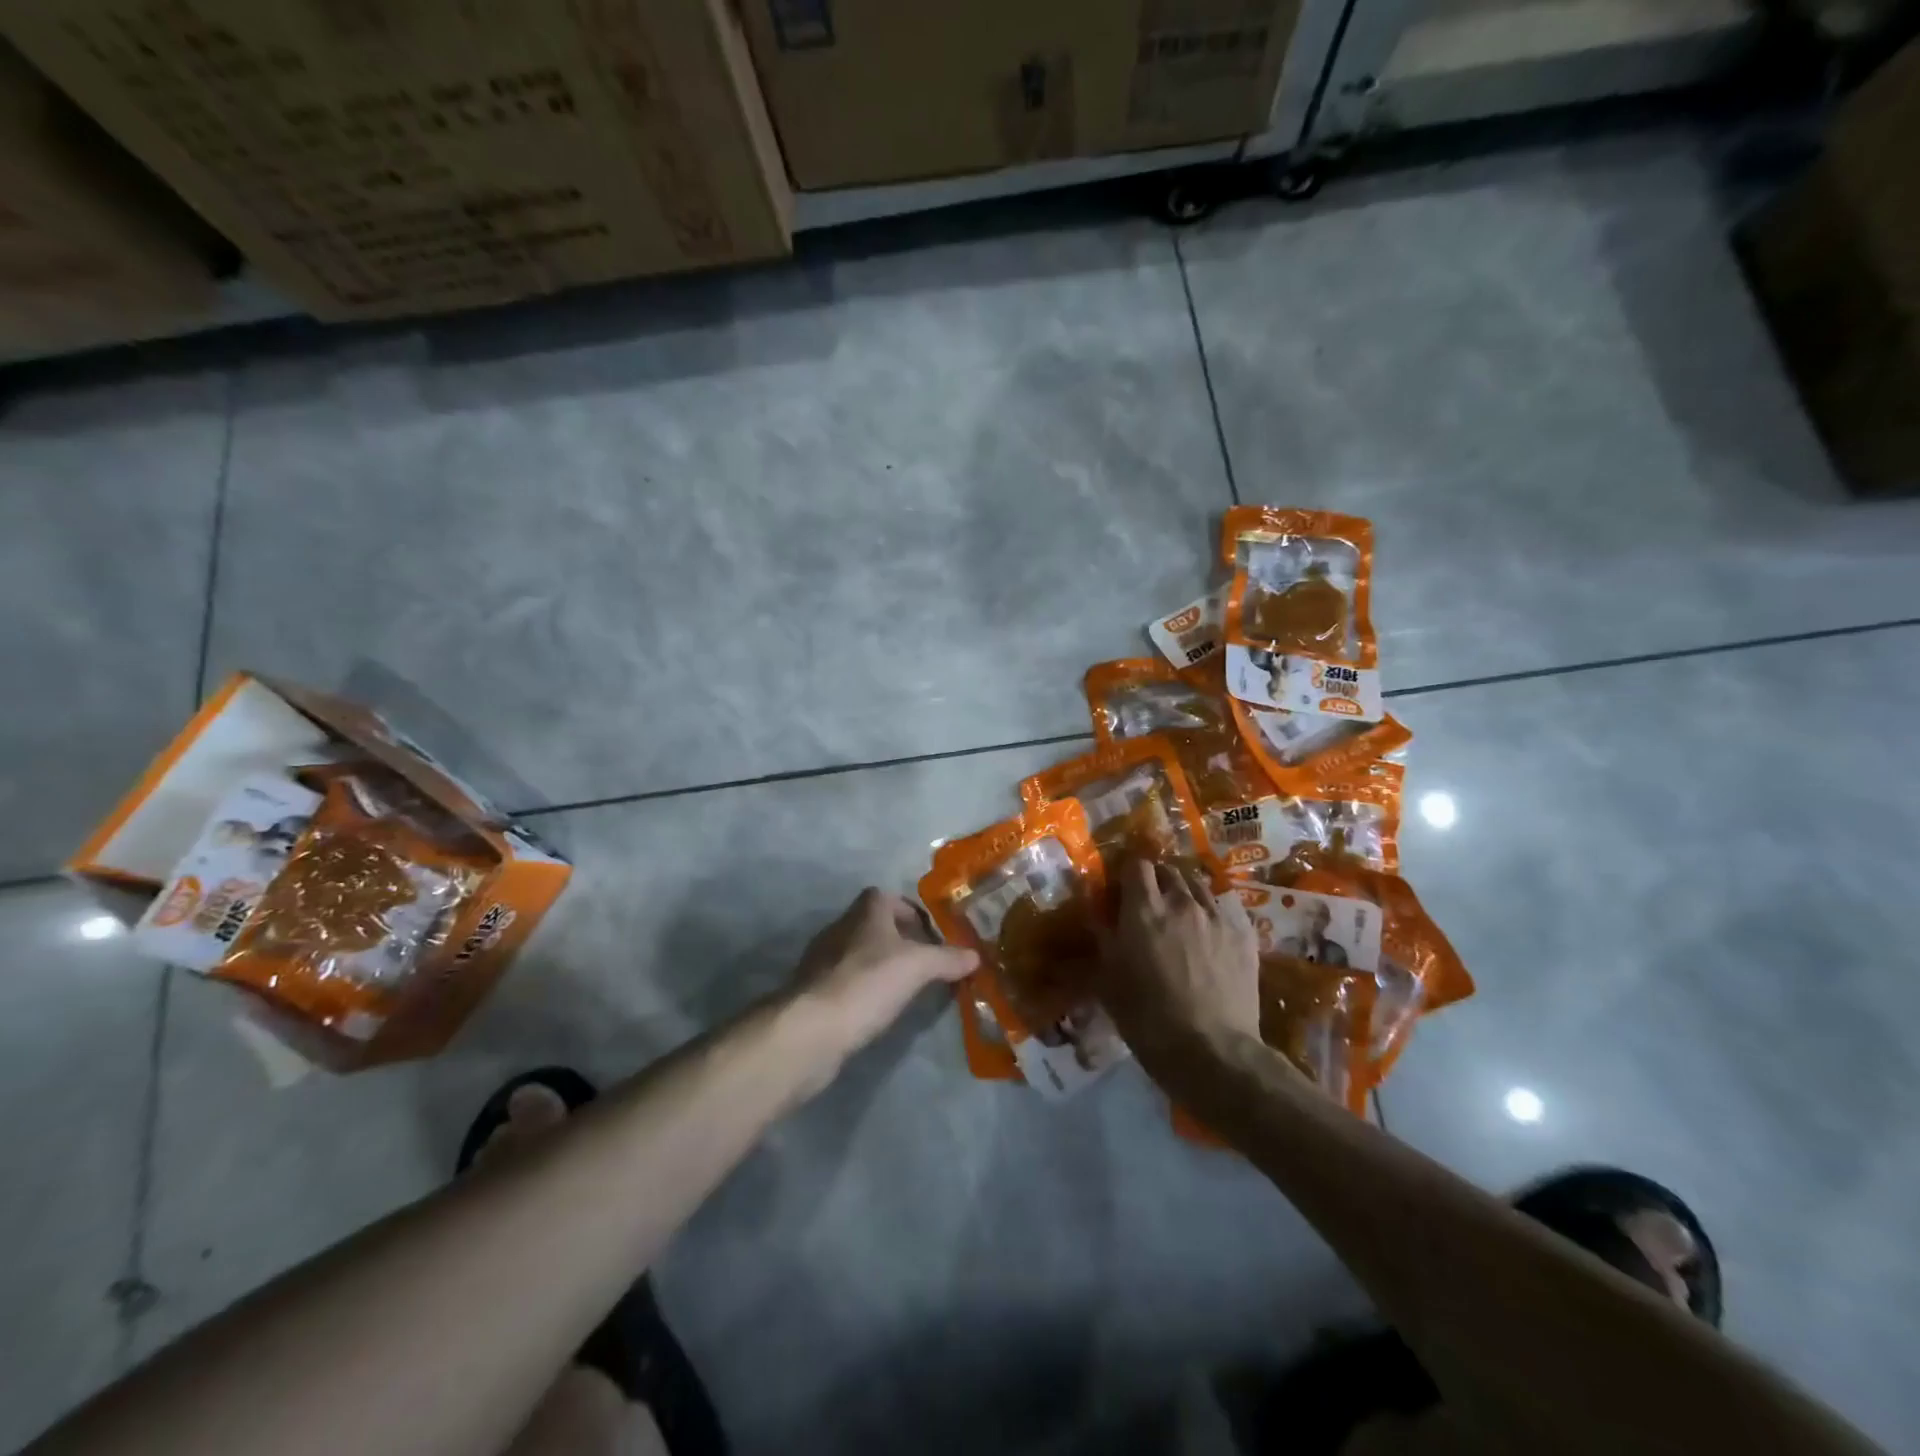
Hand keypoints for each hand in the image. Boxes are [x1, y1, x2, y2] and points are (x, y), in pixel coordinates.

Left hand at [790, 888, 978, 1060]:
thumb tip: (975, 955)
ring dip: (880, 967)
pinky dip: (863, 991)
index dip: (909, 912)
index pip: (886, 897)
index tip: (931, 936)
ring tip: (905, 990)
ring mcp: (822, 961)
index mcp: (864, 912)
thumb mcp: (918, 967)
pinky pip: (846, 982)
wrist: (811, 1029)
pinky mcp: (813, 992)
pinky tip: (877, 1010)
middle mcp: (840, 928)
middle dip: (899, 942)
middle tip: (925, 965)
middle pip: (874, 926)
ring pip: (859, 955)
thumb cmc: (867, 983)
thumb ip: (947, 958)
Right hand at [1099, 858, 1259, 1066]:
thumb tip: (1096, 913)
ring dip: (1185, 893)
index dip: (1129, 873)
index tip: (1123, 888)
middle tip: (1150, 903)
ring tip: (1181, 915)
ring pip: (1198, 886)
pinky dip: (1211, 914)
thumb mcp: (1108, 979)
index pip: (1137, 865)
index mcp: (1144, 909)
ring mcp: (1216, 916)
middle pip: (1169, 870)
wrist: (1212, 1051)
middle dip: (1157, 880)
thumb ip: (1103, 938)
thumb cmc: (1148, 1018)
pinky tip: (1209, 934)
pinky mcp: (1244, 935)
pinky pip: (1224, 909)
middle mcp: (1181, 902)